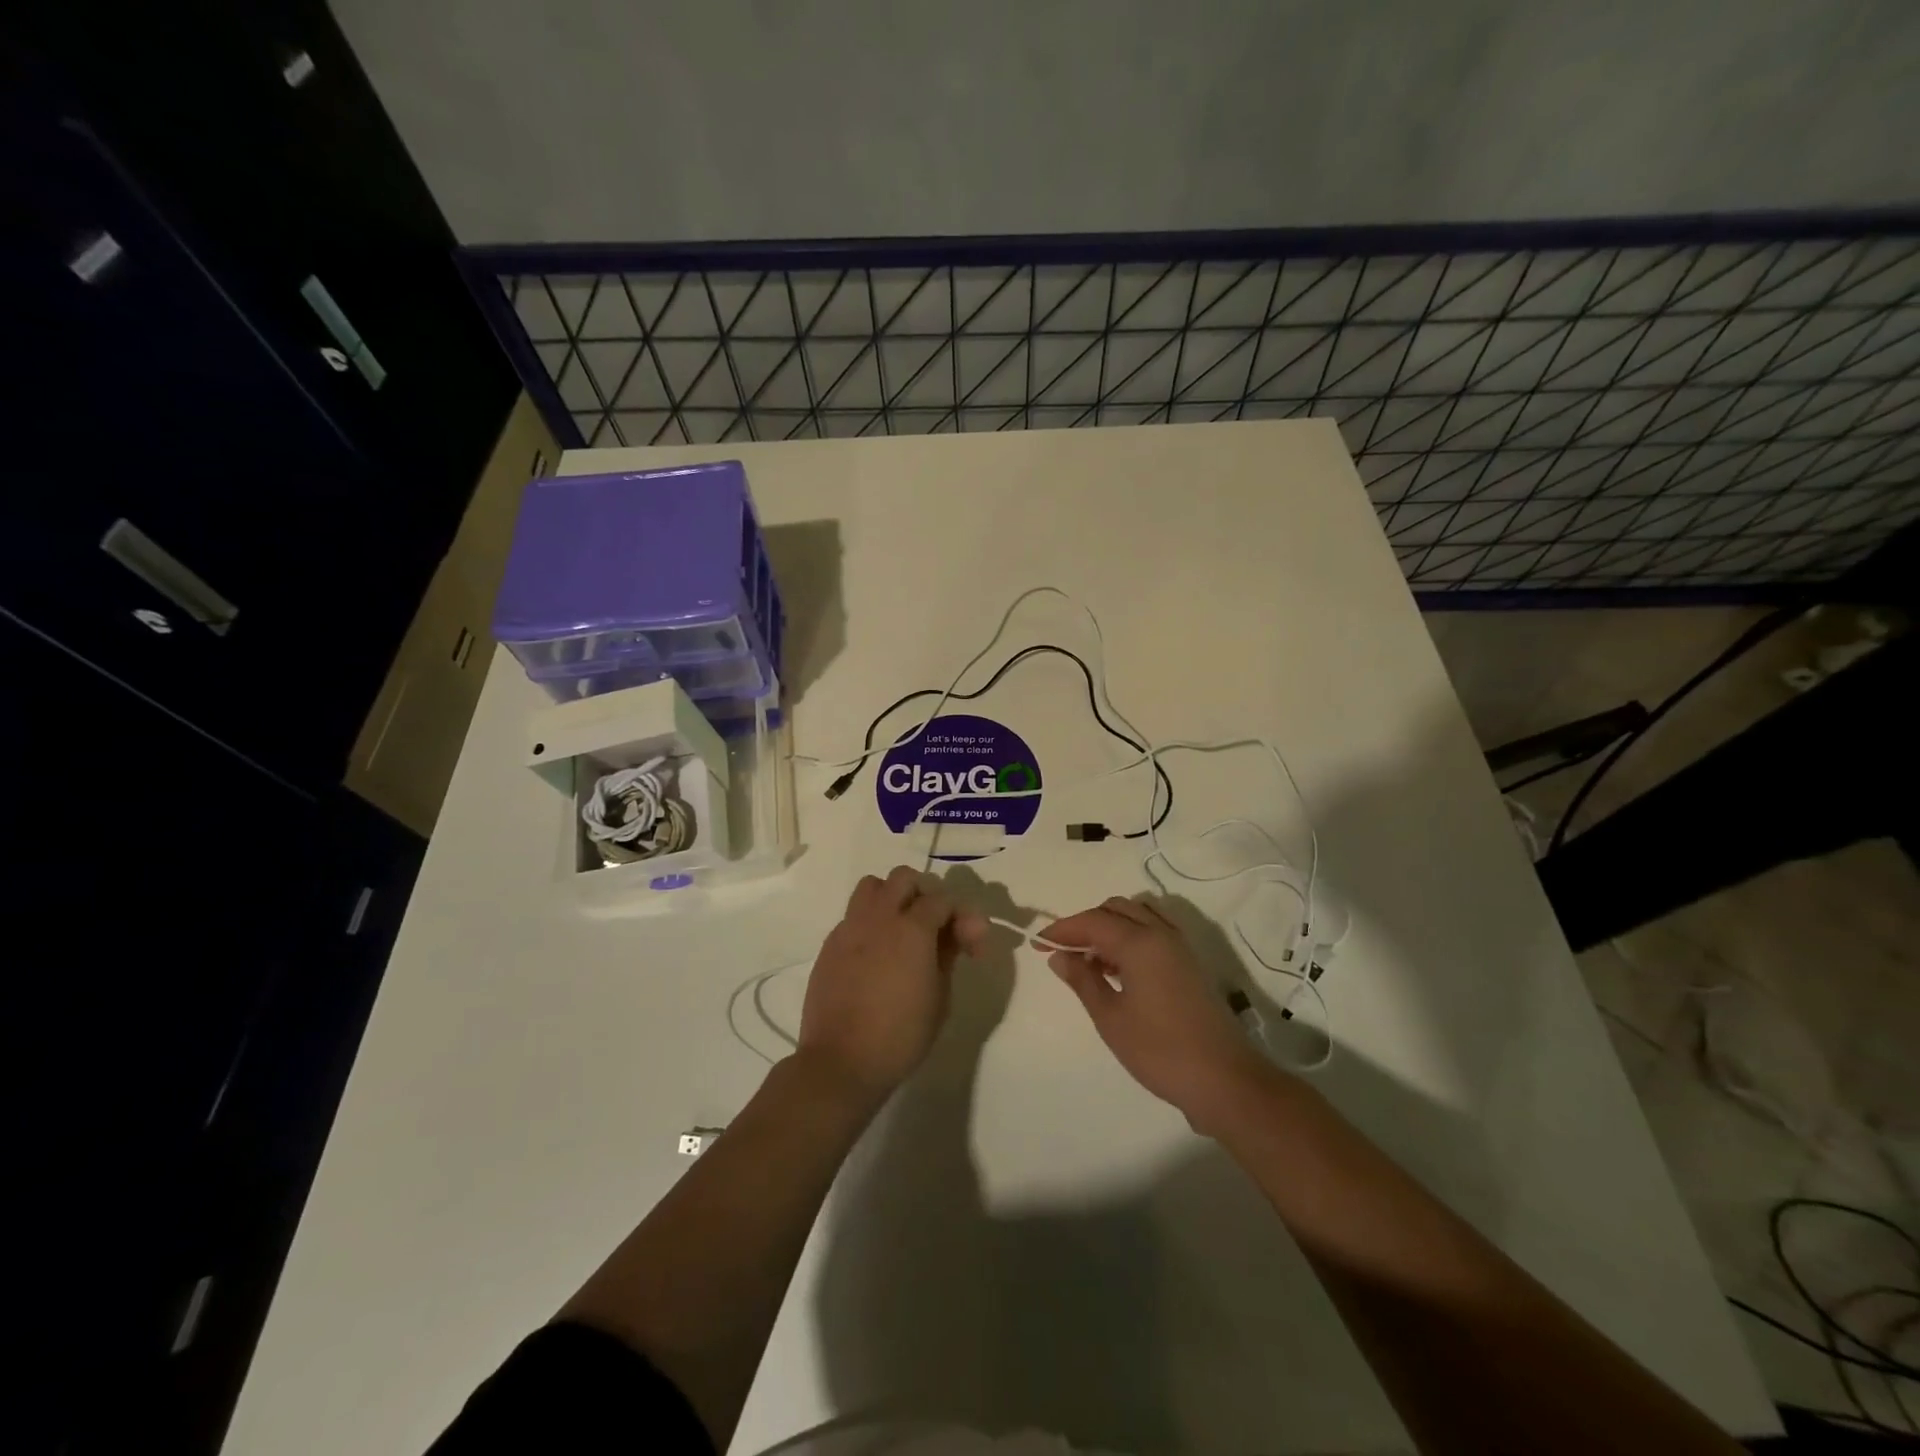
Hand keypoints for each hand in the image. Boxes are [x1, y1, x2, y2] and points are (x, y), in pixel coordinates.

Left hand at [798, 866, 987, 1102]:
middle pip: (904, 878)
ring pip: (872, 887)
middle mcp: (879, 917)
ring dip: (892, 898)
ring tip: (902, 930)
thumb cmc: (901, 1035)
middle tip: (935, 926)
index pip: (943, 900)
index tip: (973, 947)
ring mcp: (849, 928)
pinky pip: (853, 915)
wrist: (841, 1061)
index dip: (964, 918)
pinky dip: (870, 922)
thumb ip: (949, 954)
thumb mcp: (940, 997)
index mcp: (912, 928)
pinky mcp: (830, 944)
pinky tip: (877, 954)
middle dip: (925, 894)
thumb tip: (957, 932)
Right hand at [1042, 896, 1279, 1132]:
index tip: (1039, 944)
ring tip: (1090, 961)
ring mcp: (1180, 947)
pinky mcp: (1190, 964)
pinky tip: (1118, 969)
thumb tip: (1059, 956)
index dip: (1062, 929)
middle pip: (1116, 909)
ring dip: (1110, 928)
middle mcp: (1161, 934)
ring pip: (1138, 916)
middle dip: (1086, 923)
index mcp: (1140, 942)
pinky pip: (1154, 932)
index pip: (1093, 920)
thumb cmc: (1160, 1051)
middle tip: (1064, 951)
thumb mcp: (1110, 1018)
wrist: (1224, 1080)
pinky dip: (1131, 937)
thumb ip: (1083, 980)